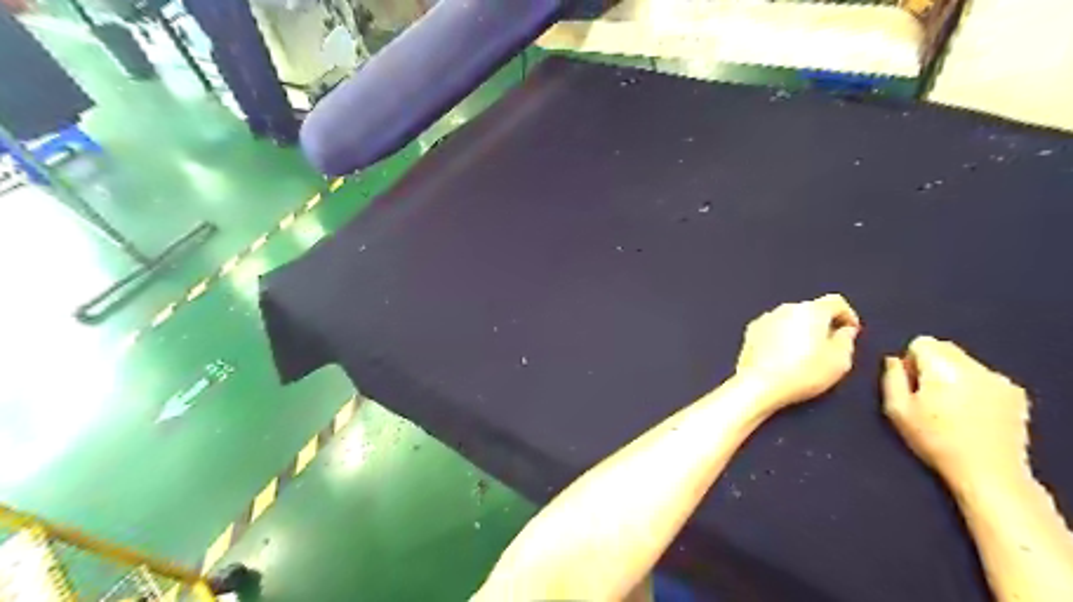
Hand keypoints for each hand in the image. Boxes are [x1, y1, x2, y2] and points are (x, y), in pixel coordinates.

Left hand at [738, 293, 860, 410]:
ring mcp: (765, 318)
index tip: (852, 331)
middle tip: (829, 346)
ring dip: (800, 330)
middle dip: (823, 324)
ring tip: (805, 354)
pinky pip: (774, 328)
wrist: (759, 384)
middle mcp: (787, 308)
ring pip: (790, 319)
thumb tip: (845, 331)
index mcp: (811, 310)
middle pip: (811, 309)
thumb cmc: (803, 373)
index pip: (836, 302)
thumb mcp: (839, 361)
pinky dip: (782, 337)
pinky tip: (783, 356)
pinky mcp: (751, 331)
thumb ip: (847, 341)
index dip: (848, 315)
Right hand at [880, 336, 1030, 486]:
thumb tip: (894, 360)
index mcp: (942, 368)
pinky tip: (972, 412)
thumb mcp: (897, 410)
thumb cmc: (935, 441)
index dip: (911, 360)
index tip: (912, 384)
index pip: (921, 342)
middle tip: (928, 395)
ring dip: (953, 375)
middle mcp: (973, 367)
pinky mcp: (1015, 394)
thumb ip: (891, 378)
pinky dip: (974, 386)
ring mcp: (998, 379)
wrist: (988, 472)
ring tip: (951, 406)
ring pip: (965, 362)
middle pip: (945, 348)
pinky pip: (985, 377)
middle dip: (932, 364)